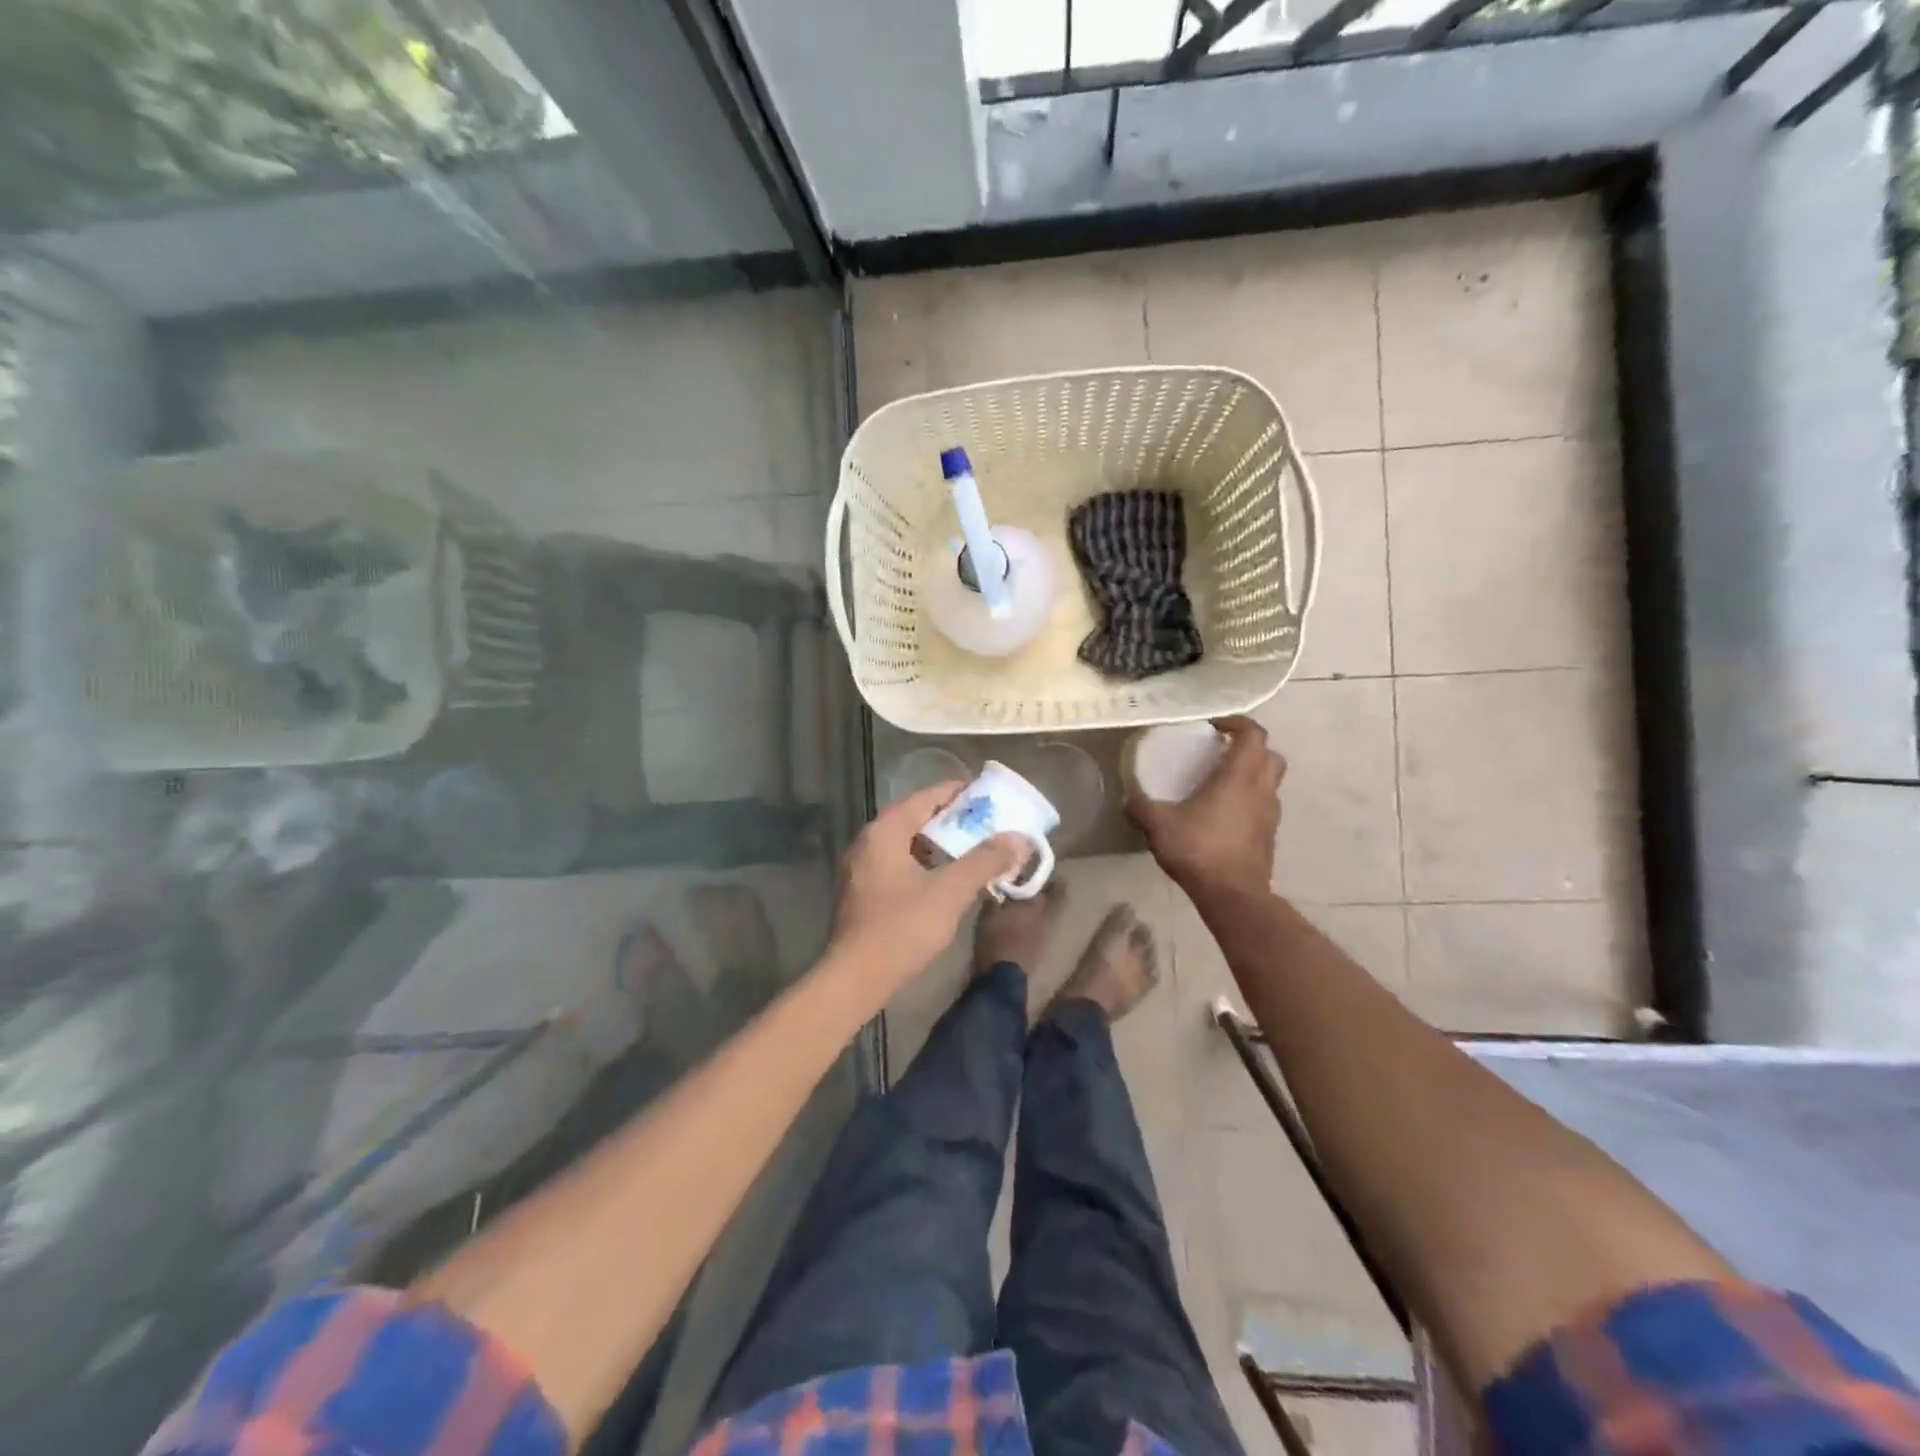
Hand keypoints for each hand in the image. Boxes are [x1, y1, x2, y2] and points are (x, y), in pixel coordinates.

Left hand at [829, 782, 1026, 991]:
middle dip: (954, 820)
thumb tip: (1019, 838)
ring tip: (975, 848)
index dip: (959, 792)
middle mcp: (869, 841)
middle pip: (917, 818)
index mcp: (885, 831)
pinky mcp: (864, 892)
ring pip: (909, 844)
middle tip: (989, 822)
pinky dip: (926, 863)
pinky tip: (949, 879)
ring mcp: (862, 868)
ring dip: (941, 844)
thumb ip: (986, 860)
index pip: (926, 796)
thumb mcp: (951, 891)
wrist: (855, 979)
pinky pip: (900, 864)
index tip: (989, 794)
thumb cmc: (902, 928)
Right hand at [1127, 715, 1284, 895]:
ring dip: (1251, 774)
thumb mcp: (1158, 825)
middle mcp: (1261, 790)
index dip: (1236, 723)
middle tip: (1221, 752)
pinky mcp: (1269, 837)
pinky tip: (1223, 815)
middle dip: (1249, 747)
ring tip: (1221, 783)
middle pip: (1270, 754)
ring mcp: (1270, 814)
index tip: (1213, 727)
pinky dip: (1249, 801)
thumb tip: (1128, 799)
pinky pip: (1264, 806)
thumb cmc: (1199, 850)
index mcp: (1239, 777)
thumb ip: (1140, 807)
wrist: (1233, 895)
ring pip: (1270, 781)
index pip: (1253, 734)